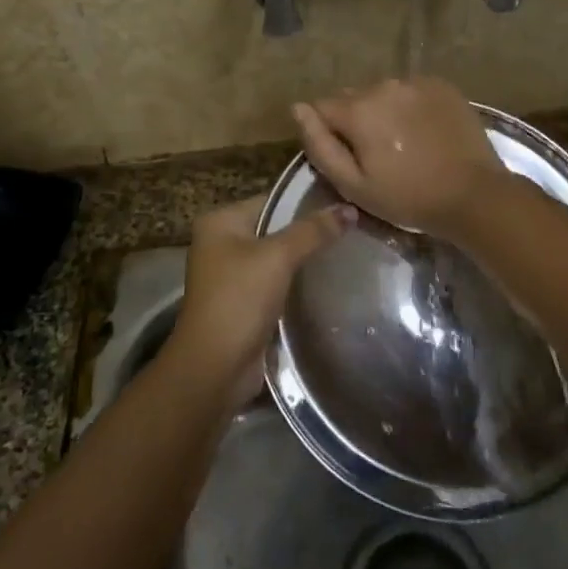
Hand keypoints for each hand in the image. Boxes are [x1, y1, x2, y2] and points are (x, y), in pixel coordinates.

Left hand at [163, 195, 353, 405]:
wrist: (215, 367)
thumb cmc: (239, 300)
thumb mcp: (278, 257)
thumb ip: (313, 231)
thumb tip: (349, 209)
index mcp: (220, 222)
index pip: (272, 200)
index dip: (307, 201)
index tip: (345, 202)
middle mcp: (221, 243)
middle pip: (275, 227)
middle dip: (309, 230)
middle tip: (352, 227)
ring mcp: (231, 274)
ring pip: (277, 256)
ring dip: (305, 257)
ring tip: (347, 249)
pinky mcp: (244, 302)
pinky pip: (277, 281)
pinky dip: (297, 281)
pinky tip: (328, 279)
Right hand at [292, 78, 505, 239]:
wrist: (473, 194)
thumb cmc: (408, 197)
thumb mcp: (353, 185)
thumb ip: (319, 144)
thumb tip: (297, 109)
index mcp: (358, 110)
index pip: (321, 108)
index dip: (328, 134)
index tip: (347, 158)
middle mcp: (384, 85)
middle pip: (352, 98)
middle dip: (356, 120)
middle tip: (377, 154)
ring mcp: (416, 82)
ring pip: (383, 93)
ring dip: (384, 112)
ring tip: (403, 143)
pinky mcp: (442, 85)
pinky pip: (411, 91)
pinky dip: (410, 107)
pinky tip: (424, 132)